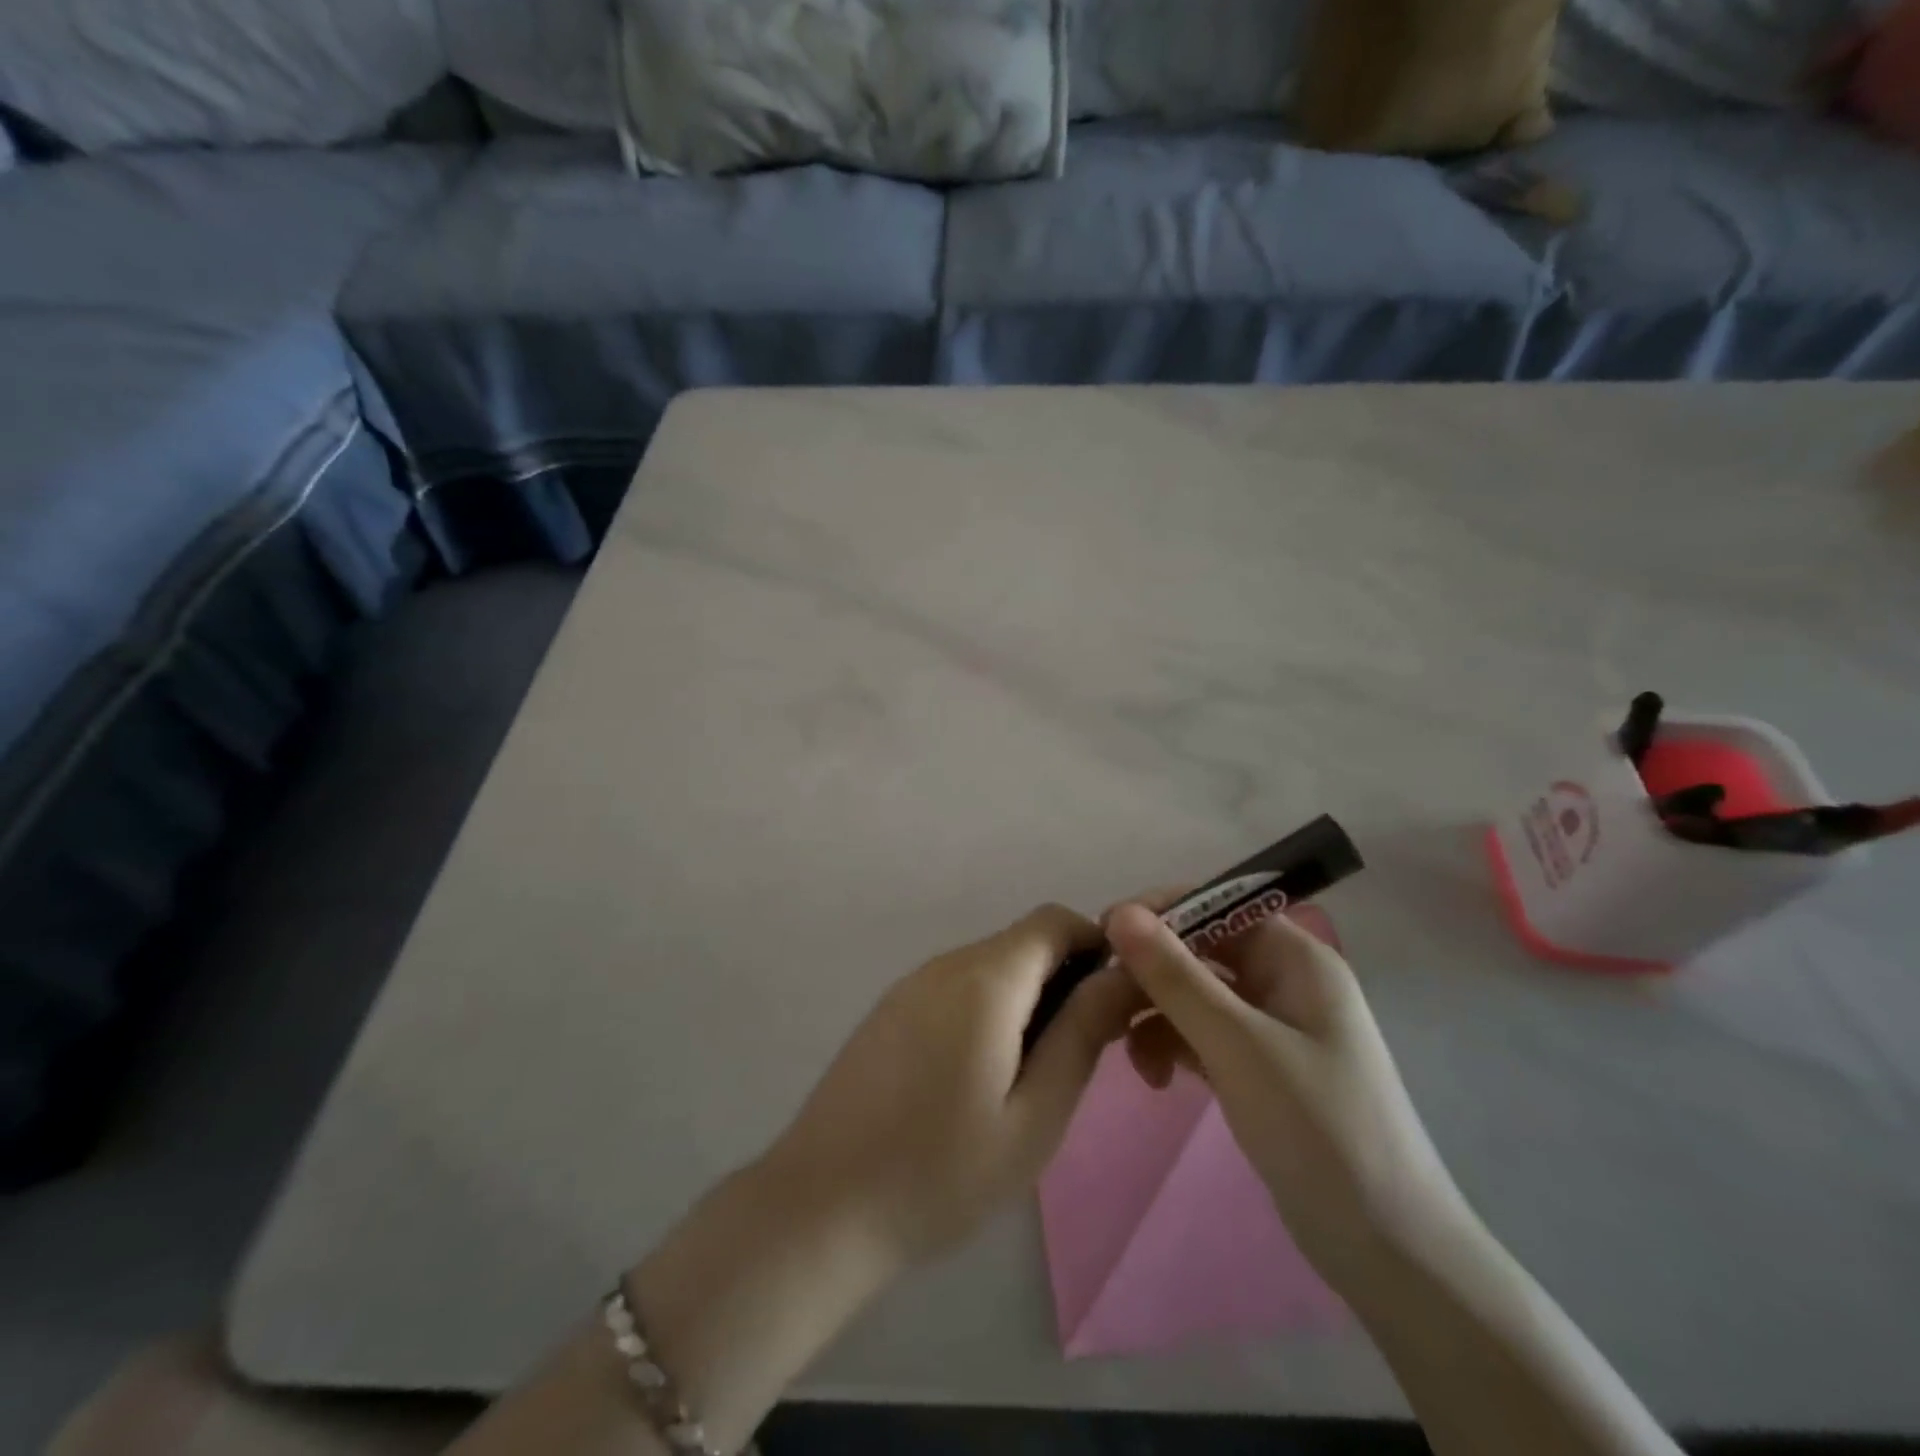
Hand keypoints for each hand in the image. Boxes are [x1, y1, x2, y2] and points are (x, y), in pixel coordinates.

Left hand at [762, 904, 1139, 1270]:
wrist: (820, 1206)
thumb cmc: (941, 1172)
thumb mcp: (1034, 1116)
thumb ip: (1082, 1035)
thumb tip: (1122, 976)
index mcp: (985, 978)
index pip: (1055, 921)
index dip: (1096, 947)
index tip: (1113, 1006)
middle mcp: (945, 964)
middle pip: (1023, 943)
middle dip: (1064, 981)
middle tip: (1078, 1057)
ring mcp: (910, 984)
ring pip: (991, 967)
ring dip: (1026, 1000)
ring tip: (1030, 1079)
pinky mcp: (889, 1010)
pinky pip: (956, 988)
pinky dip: (988, 1011)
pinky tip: (978, 1079)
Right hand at [1107, 902, 1465, 1284]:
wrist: (1388, 1252)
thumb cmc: (1319, 1130)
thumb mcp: (1238, 1045)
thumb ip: (1175, 976)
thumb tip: (1119, 912)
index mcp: (1295, 957)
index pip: (1217, 904)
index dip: (1161, 911)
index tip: (1105, 934)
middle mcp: (1284, 980)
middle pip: (1201, 950)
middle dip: (1152, 972)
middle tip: (1105, 1003)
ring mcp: (1272, 1026)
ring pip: (1196, 994)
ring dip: (1157, 1014)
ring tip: (1128, 1053)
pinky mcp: (1259, 1067)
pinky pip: (1202, 1034)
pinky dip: (1174, 1046)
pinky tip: (1156, 1079)